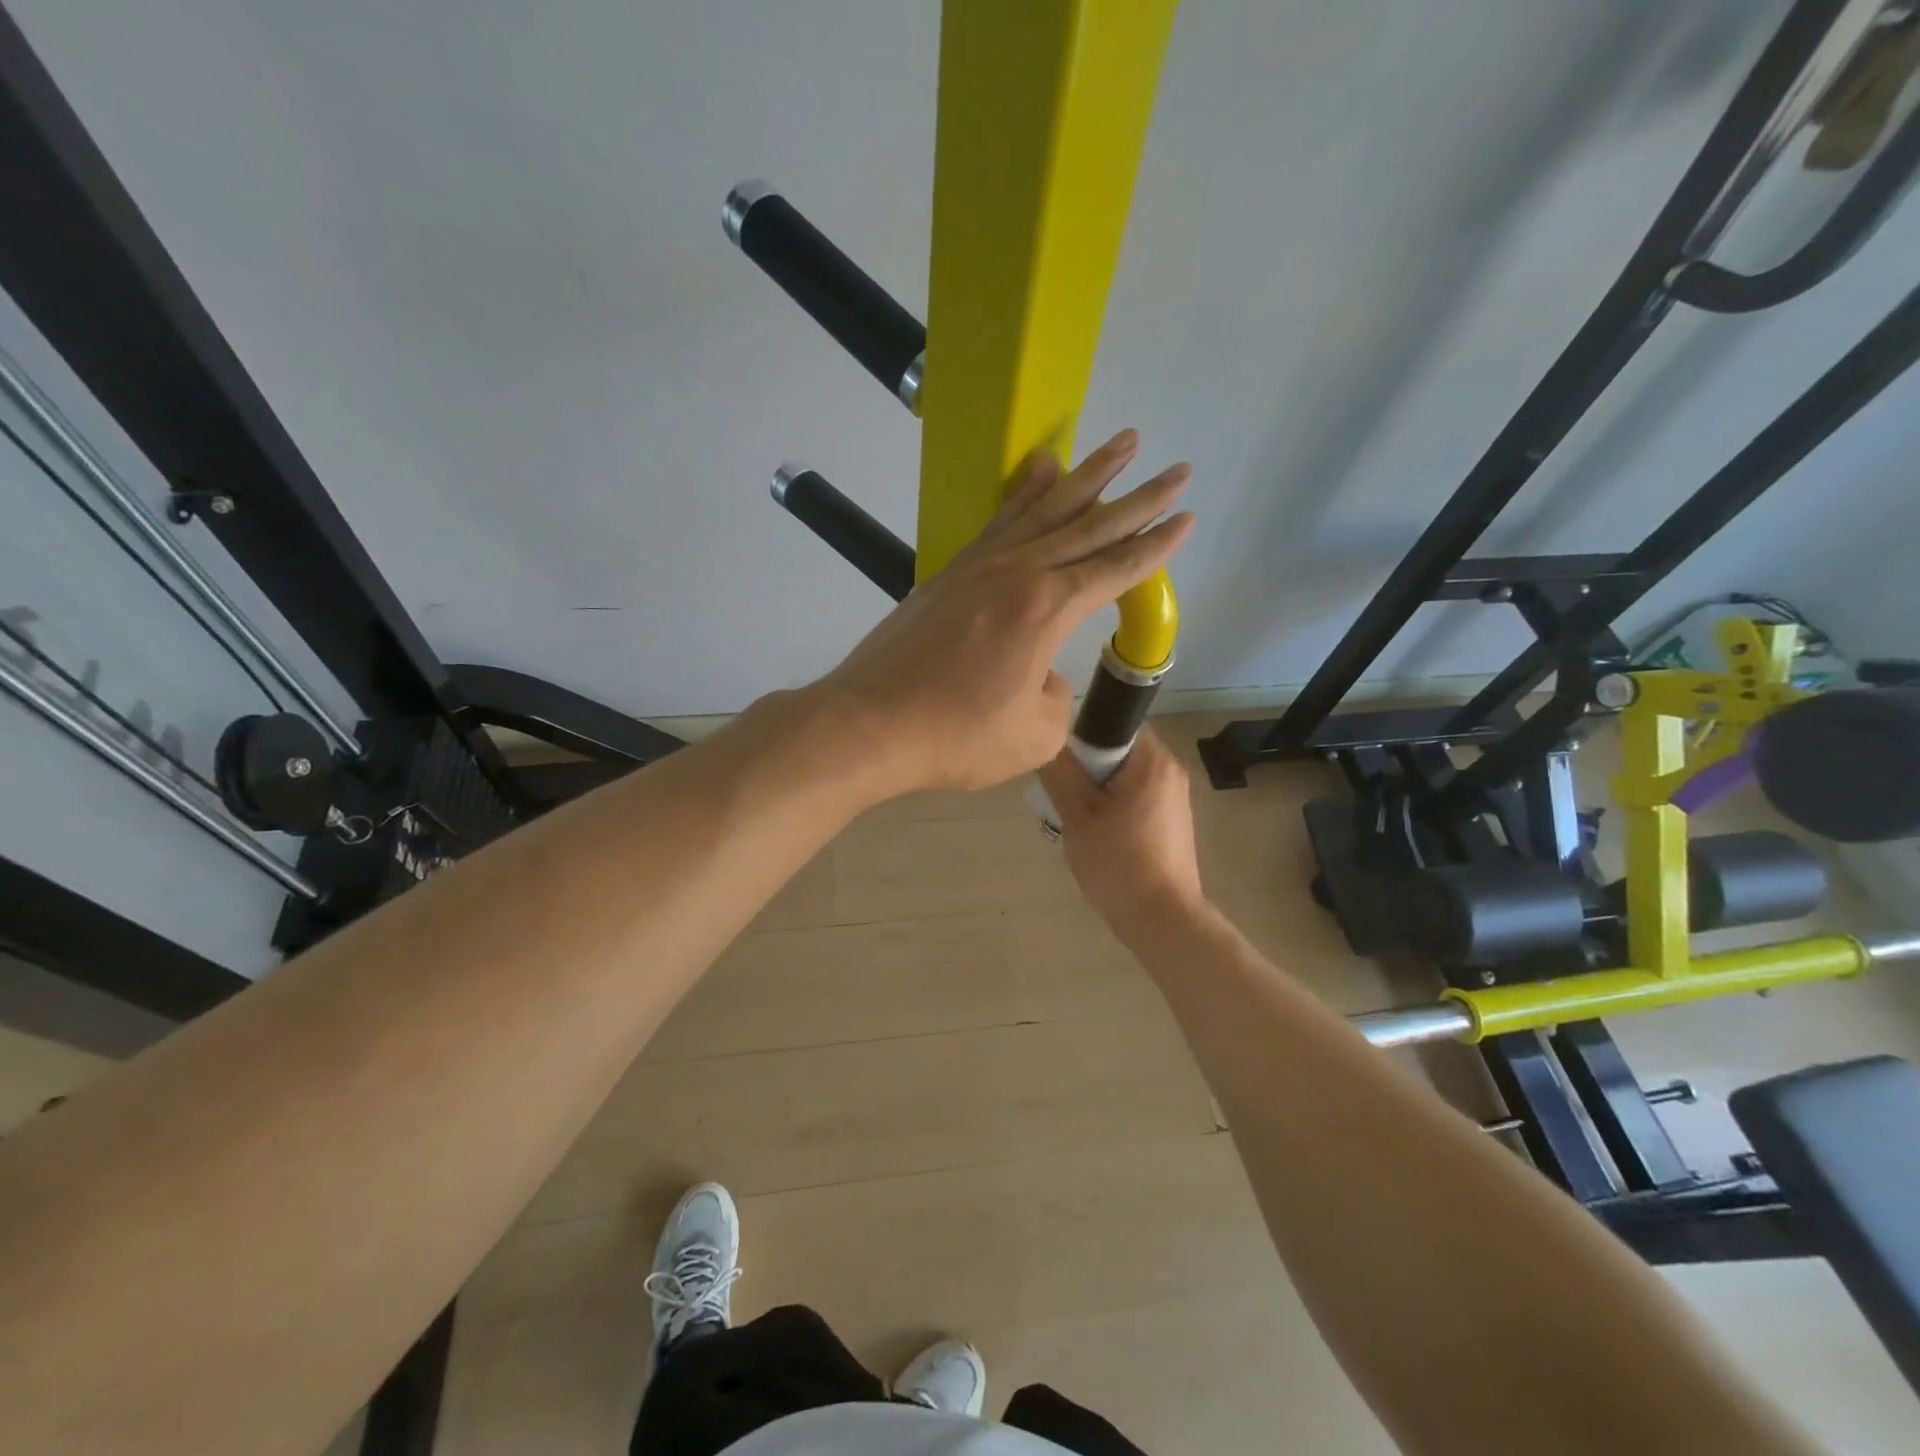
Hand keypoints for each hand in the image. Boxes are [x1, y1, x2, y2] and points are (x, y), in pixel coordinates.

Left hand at [818, 430, 1192, 794]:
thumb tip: (1042, 670)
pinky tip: (1041, 469)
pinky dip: (1025, 492)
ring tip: (1123, 442)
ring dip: (1088, 476)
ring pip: (1046, 509)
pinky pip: (1000, 520)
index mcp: (1048, 610)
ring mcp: (980, 566)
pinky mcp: (950, 571)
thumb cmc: (956, 737)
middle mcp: (1019, 573)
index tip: (1187, 516)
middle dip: (1140, 499)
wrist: (871, 724)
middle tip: (1180, 469)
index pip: (1116, 569)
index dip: (1156, 547)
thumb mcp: (1033, 735)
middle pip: (1091, 527)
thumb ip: (1056, 696)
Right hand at [1038, 727, 1205, 932]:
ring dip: (1097, 791)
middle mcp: (1171, 771)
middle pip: (1119, 751)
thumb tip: (1048, 740)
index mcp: (1154, 761)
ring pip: (1124, 778)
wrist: (1162, 919)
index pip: (1116, 722)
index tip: (1062, 762)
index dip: (1084, 735)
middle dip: (1087, 768)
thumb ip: (1061, 772)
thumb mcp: (1078, 815)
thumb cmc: (1119, 862)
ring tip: (1073, 817)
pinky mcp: (1171, 823)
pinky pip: (1135, 799)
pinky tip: (1095, 835)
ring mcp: (1174, 799)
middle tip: (1060, 792)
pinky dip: (1112, 808)